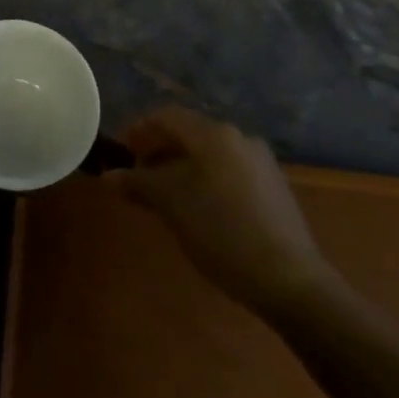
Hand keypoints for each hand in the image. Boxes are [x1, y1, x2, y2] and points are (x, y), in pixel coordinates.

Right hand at [105, 106, 337, 313]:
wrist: (290, 280)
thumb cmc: (221, 232)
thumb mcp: (171, 206)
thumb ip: (138, 183)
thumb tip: (108, 176)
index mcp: (214, 134)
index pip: (166, 116)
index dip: (138, 130)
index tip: (121, 152)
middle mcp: (239, 138)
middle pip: (189, 133)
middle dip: (159, 149)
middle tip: (137, 174)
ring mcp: (260, 162)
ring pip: (209, 153)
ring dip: (181, 166)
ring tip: (163, 194)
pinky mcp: (273, 187)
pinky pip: (228, 170)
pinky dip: (204, 178)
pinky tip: (197, 207)